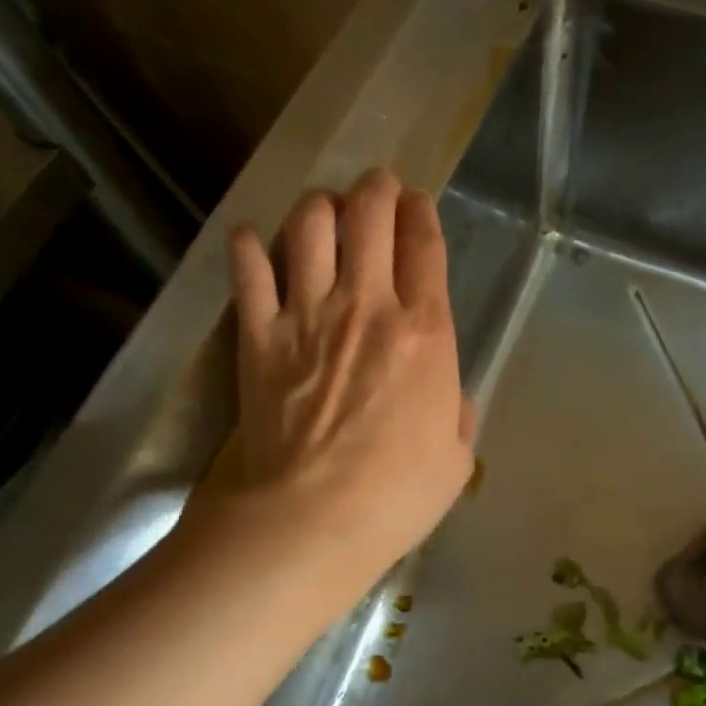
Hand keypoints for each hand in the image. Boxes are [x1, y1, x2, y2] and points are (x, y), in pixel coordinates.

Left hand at [215, 169, 475, 579]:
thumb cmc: (396, 494)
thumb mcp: (455, 458)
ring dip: (318, 206)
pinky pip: (249, 274)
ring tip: (323, 207)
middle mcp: (368, 307)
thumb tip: (450, 396)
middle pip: (369, 219)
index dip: (422, 214)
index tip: (417, 202)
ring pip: (309, 229)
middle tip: (375, 185)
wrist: (310, 520)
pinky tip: (249, 238)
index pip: (425, 248)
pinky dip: (247, 249)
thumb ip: (458, 414)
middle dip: (375, 190)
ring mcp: (308, 316)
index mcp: (425, 332)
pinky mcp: (259, 336)